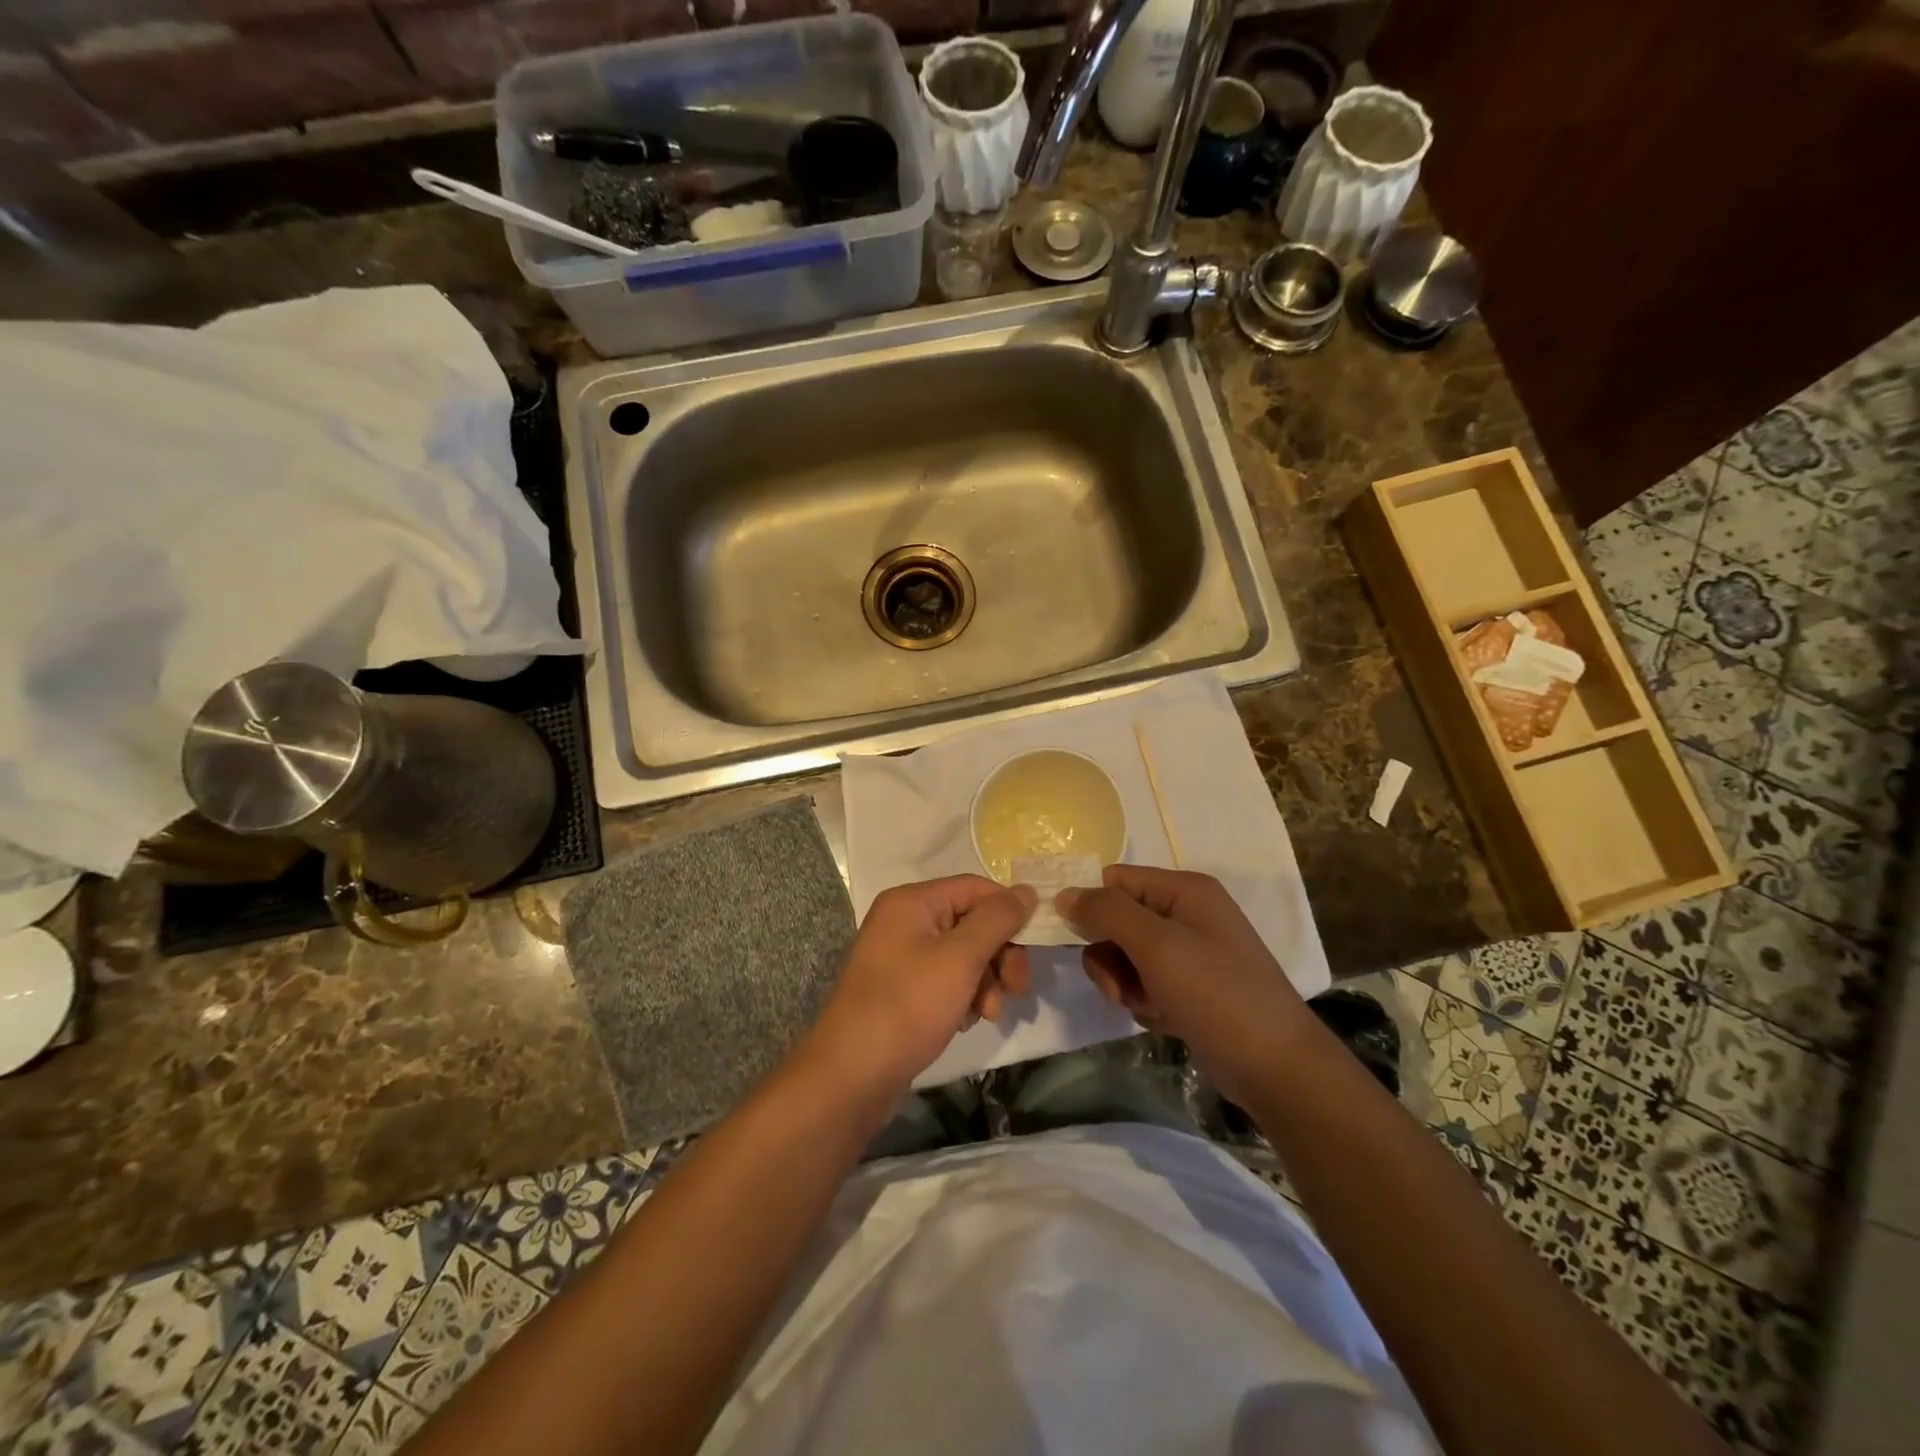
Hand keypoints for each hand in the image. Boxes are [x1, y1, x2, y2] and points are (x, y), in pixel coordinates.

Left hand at [808, 876, 1036, 1097]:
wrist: (852, 1076)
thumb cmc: (907, 1006)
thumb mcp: (960, 958)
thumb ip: (997, 920)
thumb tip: (1027, 890)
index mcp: (912, 902)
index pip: (975, 888)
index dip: (1008, 912)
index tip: (1035, 946)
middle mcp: (905, 921)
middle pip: (971, 922)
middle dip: (999, 955)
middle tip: (1017, 988)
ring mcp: (901, 957)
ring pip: (964, 955)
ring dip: (985, 982)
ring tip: (988, 1014)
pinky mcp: (902, 989)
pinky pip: (946, 980)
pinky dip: (964, 997)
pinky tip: (964, 1022)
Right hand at [1057, 865, 1308, 1104]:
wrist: (1276, 1068)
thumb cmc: (1217, 994)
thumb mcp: (1157, 946)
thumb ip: (1107, 913)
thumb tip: (1065, 893)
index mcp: (1184, 890)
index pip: (1115, 880)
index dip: (1089, 904)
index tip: (1067, 936)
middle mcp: (1186, 914)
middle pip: (1117, 920)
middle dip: (1109, 956)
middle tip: (1117, 986)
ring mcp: (1190, 953)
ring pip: (1125, 956)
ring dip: (1124, 983)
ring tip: (1146, 1006)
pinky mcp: (1189, 988)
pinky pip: (1144, 983)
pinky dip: (1143, 1001)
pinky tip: (1163, 1019)